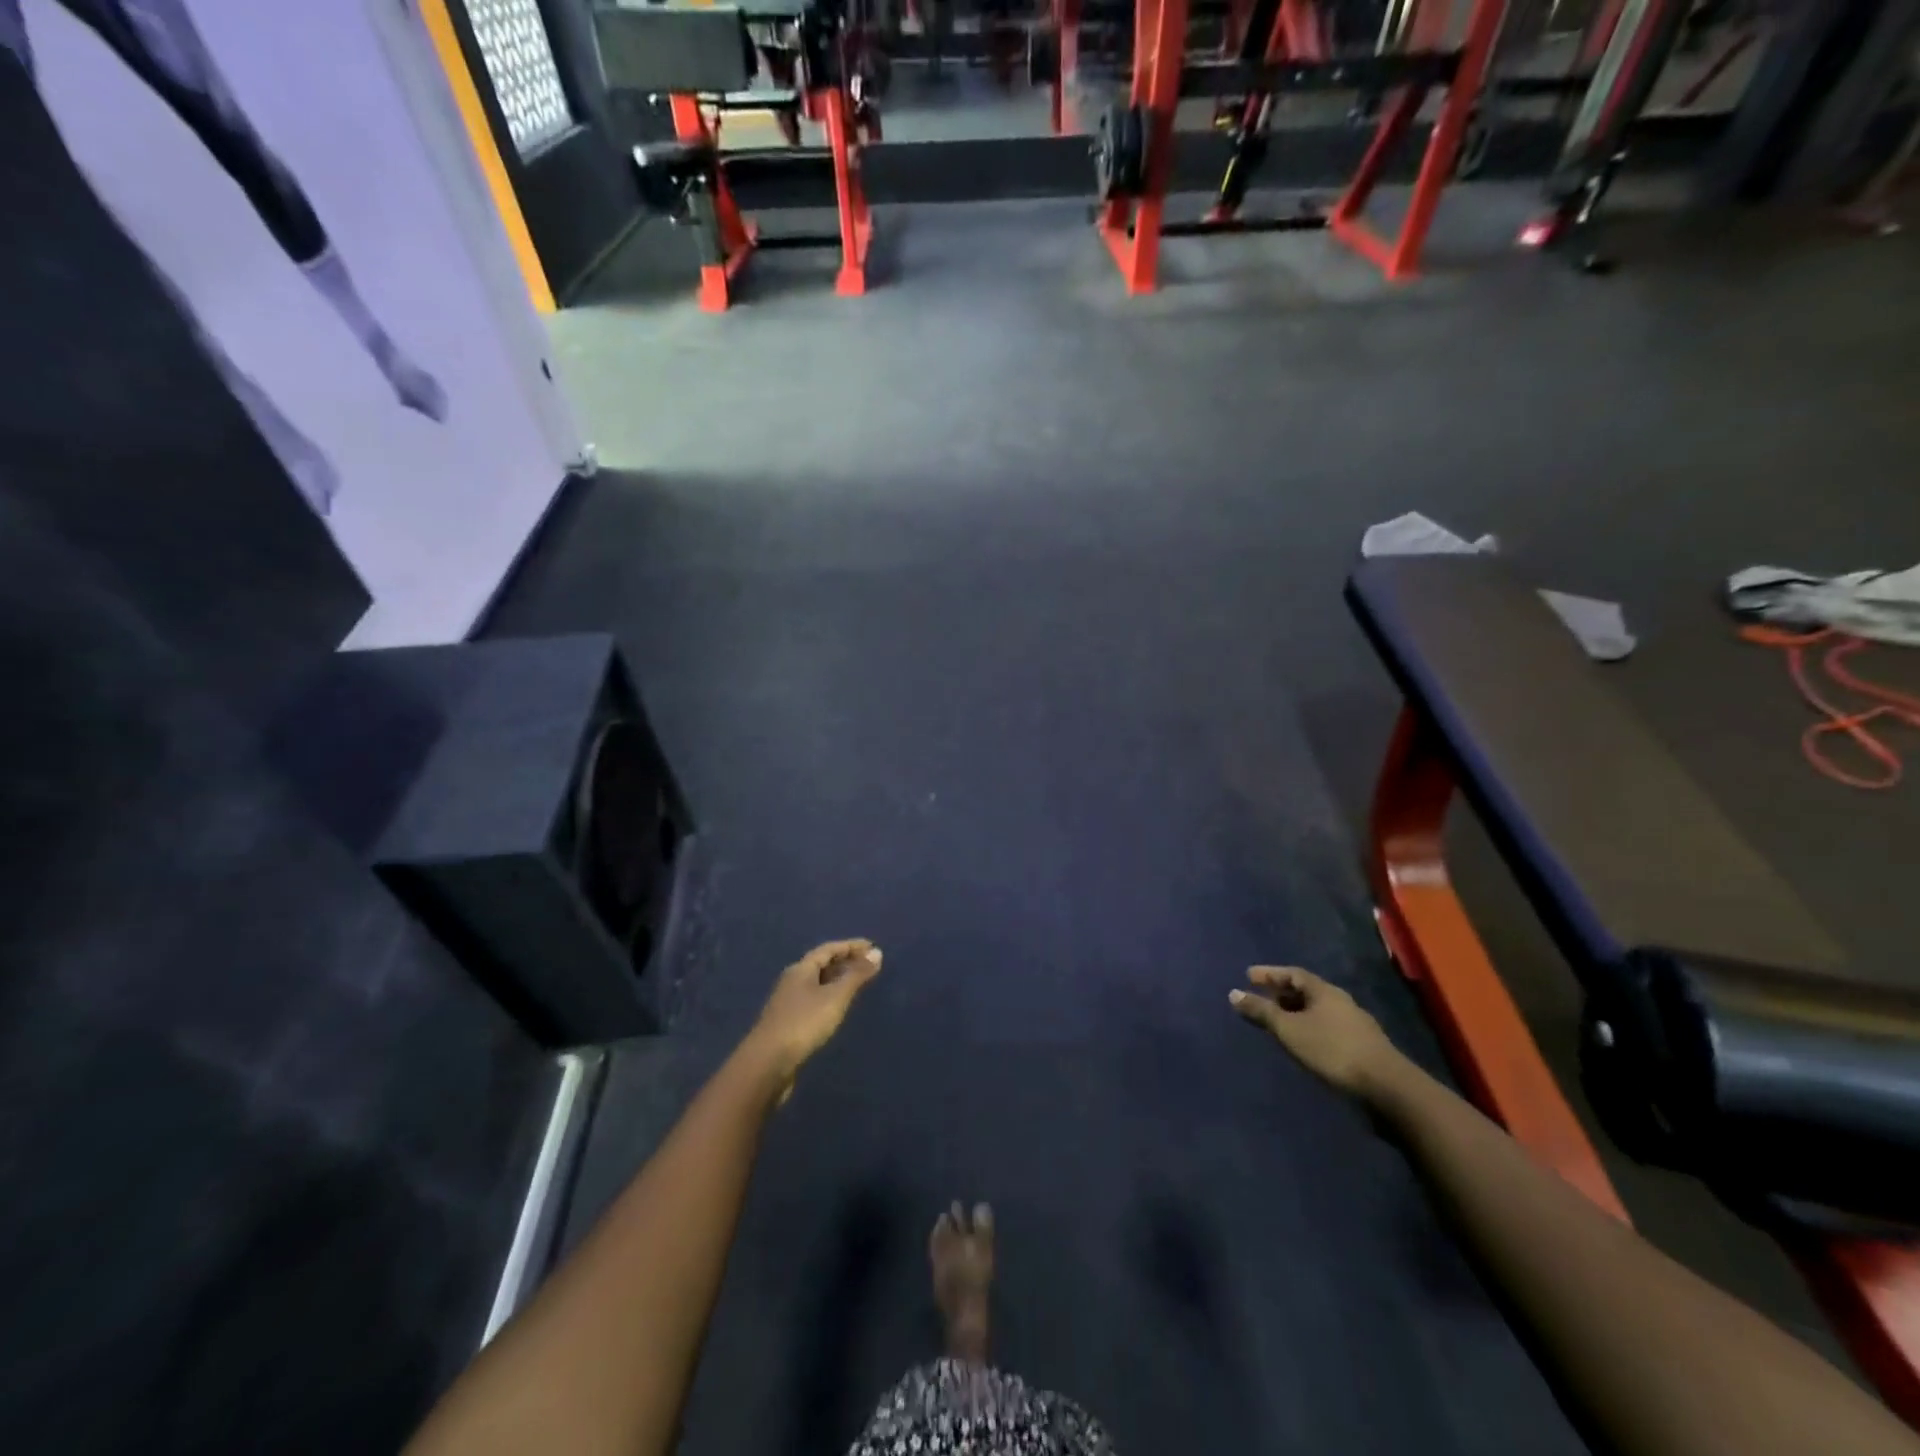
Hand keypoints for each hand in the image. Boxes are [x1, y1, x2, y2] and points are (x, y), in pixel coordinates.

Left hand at [747, 939, 883, 1093]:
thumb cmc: (804, 1023)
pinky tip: (837, 1009)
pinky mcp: (788, 1024)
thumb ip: (856, 975)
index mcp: (801, 969)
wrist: (767, 1064)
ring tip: (857, 985)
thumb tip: (876, 952)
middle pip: (821, 965)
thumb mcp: (835, 997)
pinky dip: (830, 998)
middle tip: (869, 965)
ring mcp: (788, 1003)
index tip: (872, 947)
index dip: (851, 946)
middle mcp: (792, 981)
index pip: (829, 949)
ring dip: (837, 980)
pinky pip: (814, 1001)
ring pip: (817, 984)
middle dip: (845, 962)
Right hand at [1230, 966, 1405, 1102]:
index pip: (1293, 973)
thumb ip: (1262, 1012)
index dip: (1270, 973)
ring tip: (1278, 1021)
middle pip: (1306, 990)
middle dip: (1282, 992)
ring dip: (1296, 1011)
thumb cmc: (1332, 1049)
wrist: (1386, 1086)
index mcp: (1324, 991)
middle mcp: (1341, 1001)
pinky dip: (1309, 1026)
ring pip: (1318, 1009)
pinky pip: (1327, 1026)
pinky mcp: (1362, 1045)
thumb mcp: (1289, 1030)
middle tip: (1261, 997)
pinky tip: (1303, 1041)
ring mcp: (1354, 1023)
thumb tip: (1233, 993)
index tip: (1248, 975)